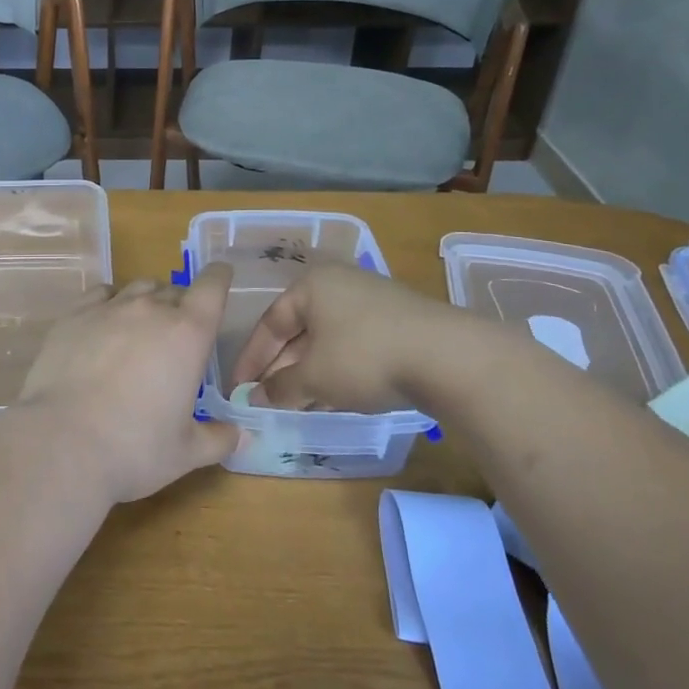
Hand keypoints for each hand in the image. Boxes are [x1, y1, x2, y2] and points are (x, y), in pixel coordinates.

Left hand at [16, 265, 241, 503]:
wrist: (62, 442)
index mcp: (188, 334)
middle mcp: (150, 309)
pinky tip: (104, 324)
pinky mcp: (74, 315)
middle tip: (175, 337)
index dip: (219, 277)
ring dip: (146, 302)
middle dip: (180, 306)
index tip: (220, 276)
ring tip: (139, 330)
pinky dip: (110, 303)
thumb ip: (218, 438)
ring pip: (137, 288)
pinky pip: (100, 294)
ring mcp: (109, 308)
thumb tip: (240, 435)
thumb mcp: (186, 452)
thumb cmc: (134, 449)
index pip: (212, 287)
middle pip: (174, 290)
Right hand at [228, 262, 506, 414]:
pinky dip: (338, 369)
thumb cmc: (364, 356)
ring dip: (308, 372)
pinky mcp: (399, 321)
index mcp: (311, 284)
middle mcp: (339, 284)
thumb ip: (280, 388)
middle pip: (299, 329)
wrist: (449, 357)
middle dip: (281, 367)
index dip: (251, 359)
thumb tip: (255, 398)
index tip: (238, 389)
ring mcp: (372, 301)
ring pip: (327, 339)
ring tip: (296, 404)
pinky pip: (353, 344)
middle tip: (267, 400)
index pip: (270, 322)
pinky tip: (334, 396)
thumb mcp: (315, 377)